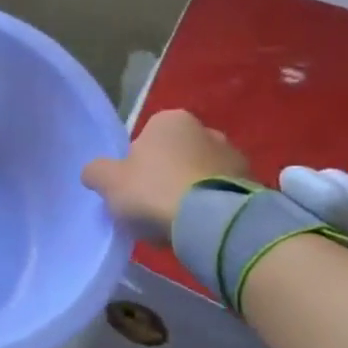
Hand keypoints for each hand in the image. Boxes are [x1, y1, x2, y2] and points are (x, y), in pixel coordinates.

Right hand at [82, 110, 247, 235]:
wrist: (212, 220)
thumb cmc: (153, 190)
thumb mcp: (108, 181)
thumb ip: (96, 172)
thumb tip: (95, 172)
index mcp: (170, 120)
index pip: (144, 139)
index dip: (134, 165)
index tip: (131, 189)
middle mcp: (205, 129)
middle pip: (173, 156)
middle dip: (164, 177)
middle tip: (150, 207)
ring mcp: (234, 155)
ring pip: (198, 175)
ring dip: (188, 192)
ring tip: (175, 223)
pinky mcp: (251, 182)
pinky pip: (219, 193)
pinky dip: (208, 206)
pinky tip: (197, 227)